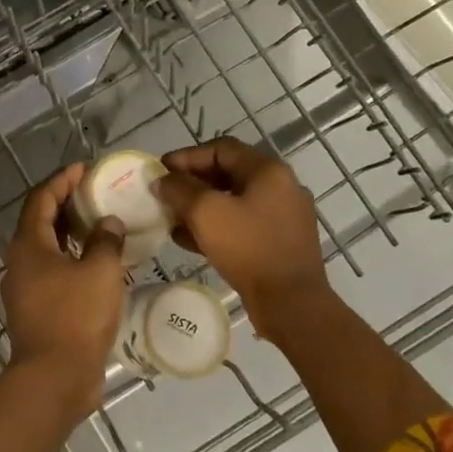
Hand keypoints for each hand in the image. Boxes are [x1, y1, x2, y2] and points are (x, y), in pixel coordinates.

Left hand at [0, 164, 126, 420]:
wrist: (55, 378)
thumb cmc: (75, 317)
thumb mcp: (99, 272)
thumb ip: (105, 241)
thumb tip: (107, 223)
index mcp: (28, 246)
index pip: (41, 199)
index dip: (61, 180)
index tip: (83, 169)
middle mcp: (20, 263)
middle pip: (40, 223)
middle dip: (65, 204)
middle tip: (94, 194)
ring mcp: (26, 289)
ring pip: (47, 250)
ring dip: (70, 234)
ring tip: (100, 225)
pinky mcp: (37, 311)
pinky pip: (54, 273)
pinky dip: (72, 260)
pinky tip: (97, 264)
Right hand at [158, 137, 335, 342]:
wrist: (291, 303)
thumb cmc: (248, 248)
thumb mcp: (205, 212)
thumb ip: (179, 189)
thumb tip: (163, 180)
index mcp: (268, 171)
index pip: (221, 149)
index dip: (187, 156)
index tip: (161, 170)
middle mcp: (281, 187)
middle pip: (227, 173)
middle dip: (192, 183)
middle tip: (165, 194)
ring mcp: (284, 216)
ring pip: (233, 201)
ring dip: (201, 206)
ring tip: (172, 219)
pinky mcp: (280, 242)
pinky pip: (242, 224)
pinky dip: (216, 226)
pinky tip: (190, 240)